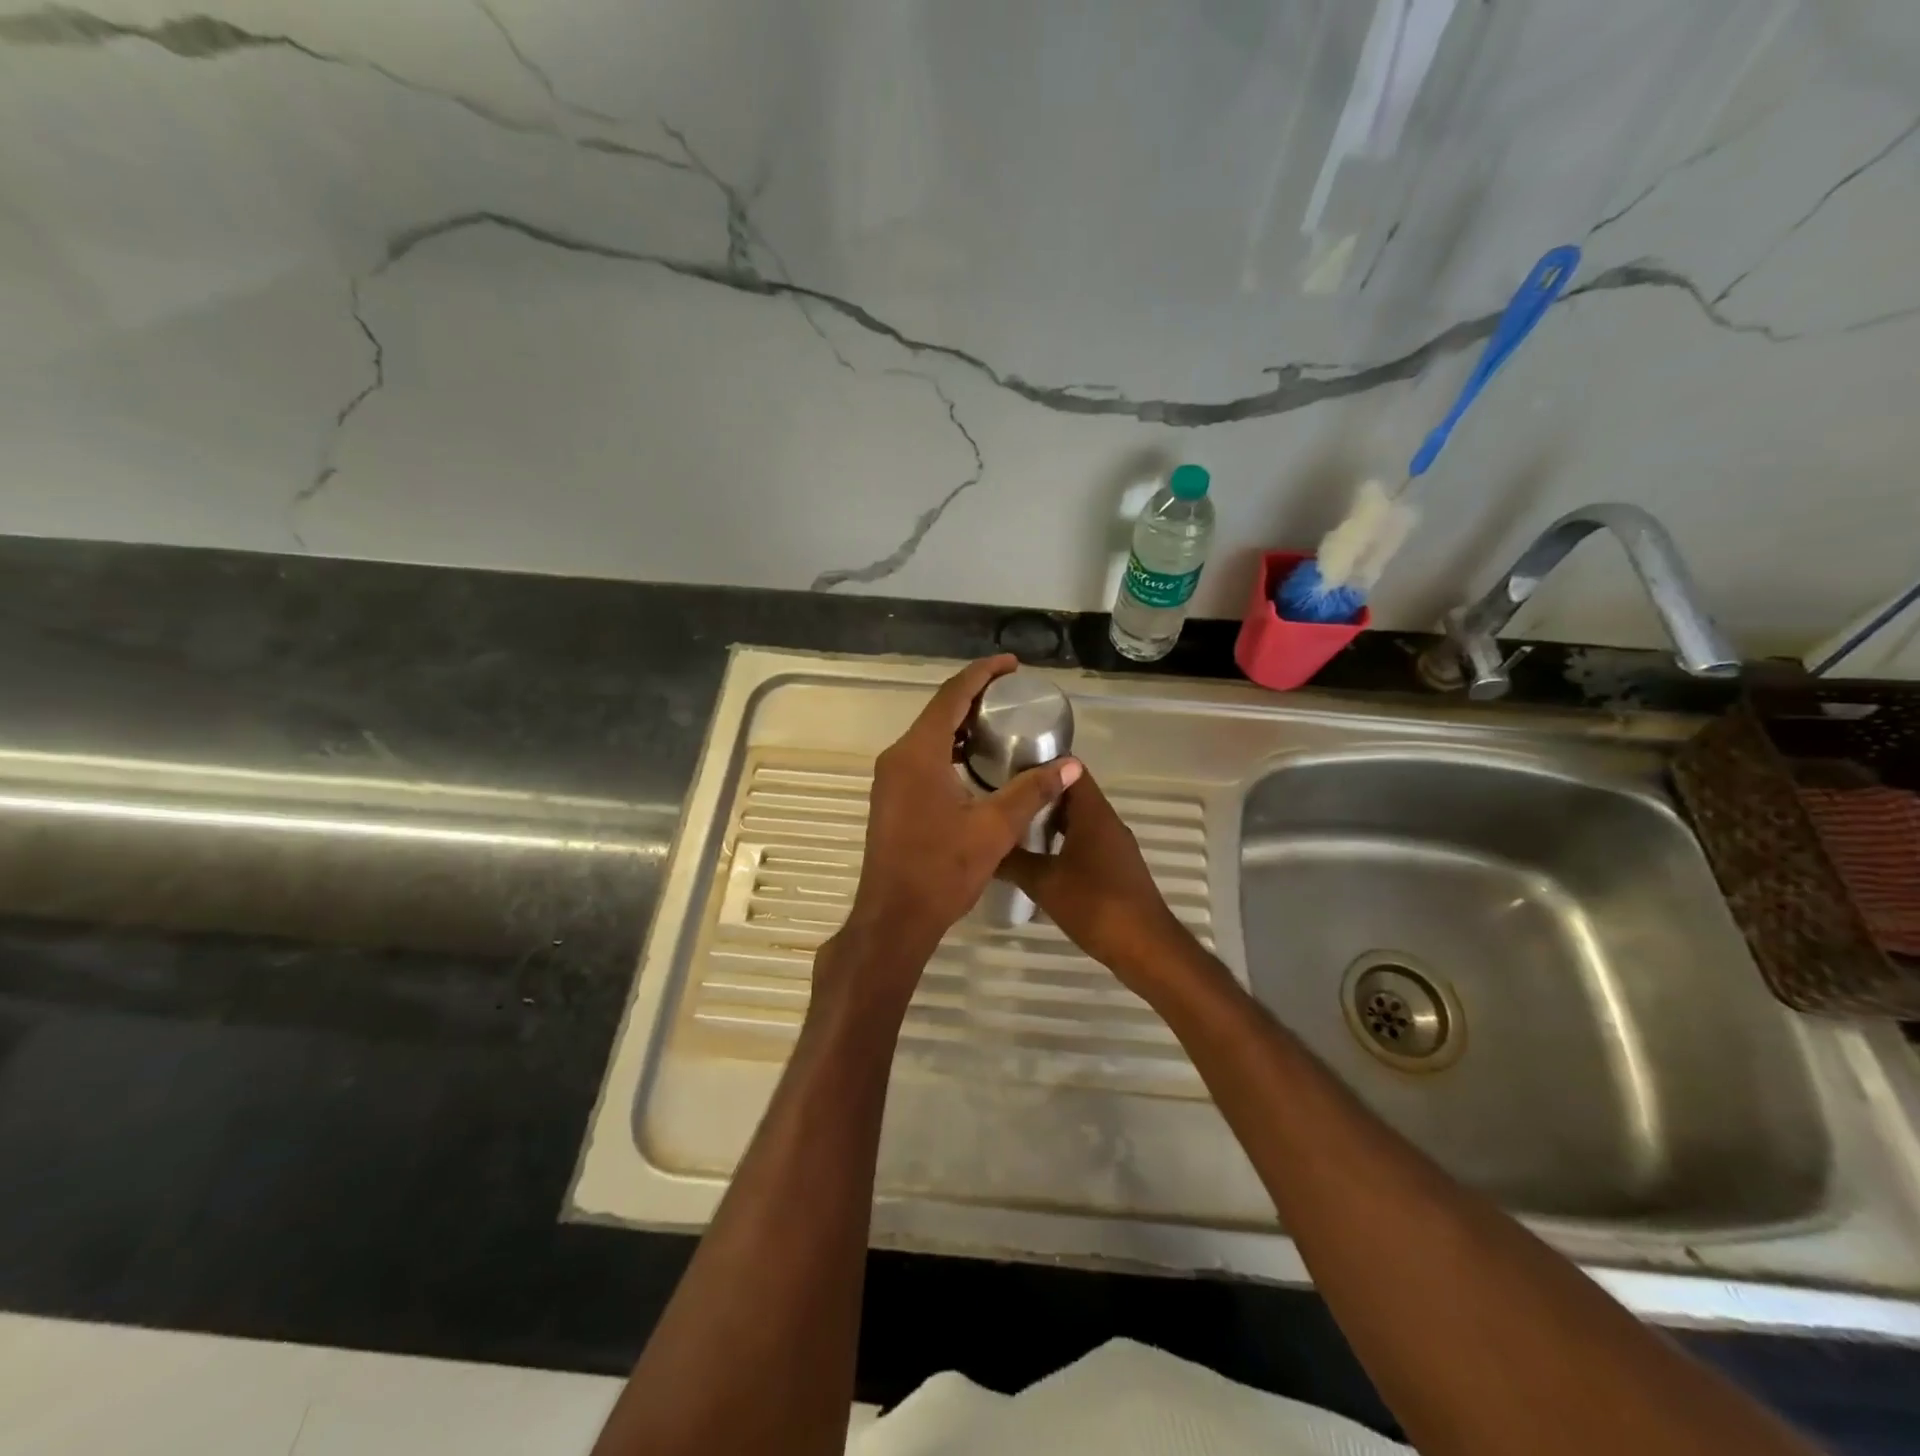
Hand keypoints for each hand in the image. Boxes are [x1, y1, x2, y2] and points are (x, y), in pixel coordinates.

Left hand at [820, 656, 1080, 1013]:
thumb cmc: (942, 869)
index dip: (983, 674)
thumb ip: (1031, 791)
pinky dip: (949, 747)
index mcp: (919, 753)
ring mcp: (890, 778)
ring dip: (961, 723)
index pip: (952, 696)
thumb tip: (1070, 765)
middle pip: (938, 711)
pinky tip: (975, 760)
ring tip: (999, 720)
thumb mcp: (994, 828)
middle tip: (1012, 692)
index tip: (1011, 664)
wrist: (894, 916)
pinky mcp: (891, 797)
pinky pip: (922, 756)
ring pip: (929, 735)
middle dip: (974, 695)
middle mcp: (898, 757)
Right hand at [996, 768, 1192, 990]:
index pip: (1070, 769)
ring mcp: (1114, 845)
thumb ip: (1013, 861)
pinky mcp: (1115, 868)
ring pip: (1077, 820)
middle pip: (1072, 794)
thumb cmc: (1095, 905)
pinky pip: (1084, 842)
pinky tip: (1038, 859)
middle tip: (1003, 797)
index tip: (1009, 765)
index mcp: (1093, 814)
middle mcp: (1107, 822)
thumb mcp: (1044, 882)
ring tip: (1013, 826)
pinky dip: (1061, 842)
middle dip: (1039, 794)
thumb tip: (985, 847)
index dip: (1042, 763)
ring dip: (1049, 821)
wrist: (1145, 948)